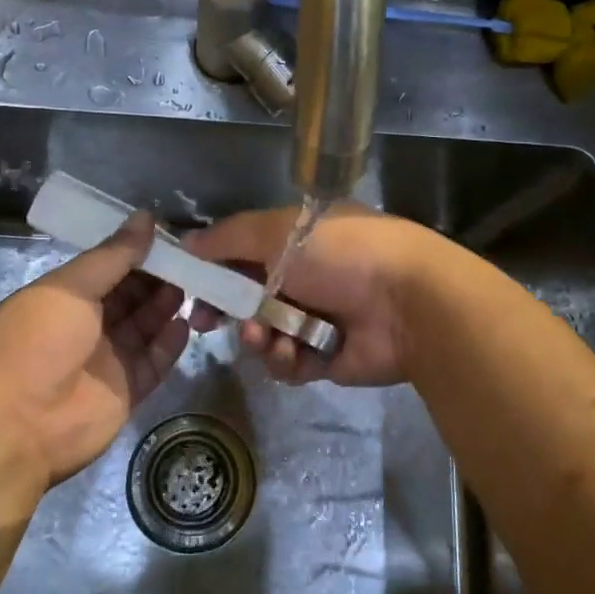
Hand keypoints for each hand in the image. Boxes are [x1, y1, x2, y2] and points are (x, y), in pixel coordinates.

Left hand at [0, 214, 187, 484]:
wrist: (17, 428)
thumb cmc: (37, 343)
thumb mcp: (70, 288)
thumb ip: (112, 256)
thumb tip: (146, 217)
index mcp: (62, 297)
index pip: (106, 267)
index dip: (135, 251)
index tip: (169, 234)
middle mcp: (84, 326)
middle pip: (129, 295)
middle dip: (157, 276)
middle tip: (193, 258)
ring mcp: (106, 360)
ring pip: (144, 325)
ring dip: (166, 305)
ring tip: (197, 284)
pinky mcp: (125, 392)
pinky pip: (154, 361)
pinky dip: (170, 343)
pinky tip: (187, 323)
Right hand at [184, 205, 446, 386]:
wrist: (407, 303)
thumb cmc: (340, 254)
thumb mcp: (277, 231)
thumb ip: (227, 238)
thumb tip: (187, 243)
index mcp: (296, 239)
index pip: (242, 253)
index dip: (213, 270)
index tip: (188, 287)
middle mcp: (305, 276)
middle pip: (248, 297)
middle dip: (226, 310)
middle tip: (205, 323)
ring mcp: (316, 317)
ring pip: (263, 333)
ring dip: (257, 337)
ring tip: (266, 337)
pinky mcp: (327, 356)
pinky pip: (288, 362)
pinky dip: (285, 359)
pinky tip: (293, 353)